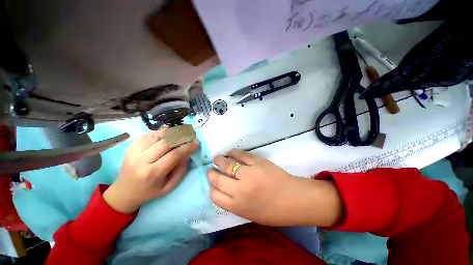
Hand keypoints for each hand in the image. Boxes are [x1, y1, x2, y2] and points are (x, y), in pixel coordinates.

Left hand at [104, 128, 198, 213]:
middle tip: (191, 135)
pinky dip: (162, 132)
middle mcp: (141, 160)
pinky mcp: (131, 146)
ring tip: (182, 132)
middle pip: (166, 142)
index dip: (188, 147)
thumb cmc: (150, 191)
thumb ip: (181, 169)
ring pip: (158, 135)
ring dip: (172, 132)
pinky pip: (150, 134)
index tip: (196, 142)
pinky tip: (169, 134)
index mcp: (152, 173)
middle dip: (182, 137)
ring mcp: (134, 151)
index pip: (174, 155)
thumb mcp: (169, 186)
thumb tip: (188, 153)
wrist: (124, 192)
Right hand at [207, 149, 341, 226]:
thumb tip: (224, 190)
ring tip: (217, 158)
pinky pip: (241, 155)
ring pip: (227, 164)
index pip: (215, 195)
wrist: (295, 199)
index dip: (212, 188)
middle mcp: (240, 189)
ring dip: (220, 160)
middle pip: (218, 179)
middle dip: (211, 173)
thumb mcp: (250, 214)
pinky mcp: (257, 162)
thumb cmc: (274, 212)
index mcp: (238, 205)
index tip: (213, 183)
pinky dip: (234, 152)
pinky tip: (230, 152)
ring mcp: (249, 173)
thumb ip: (235, 203)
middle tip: (210, 169)